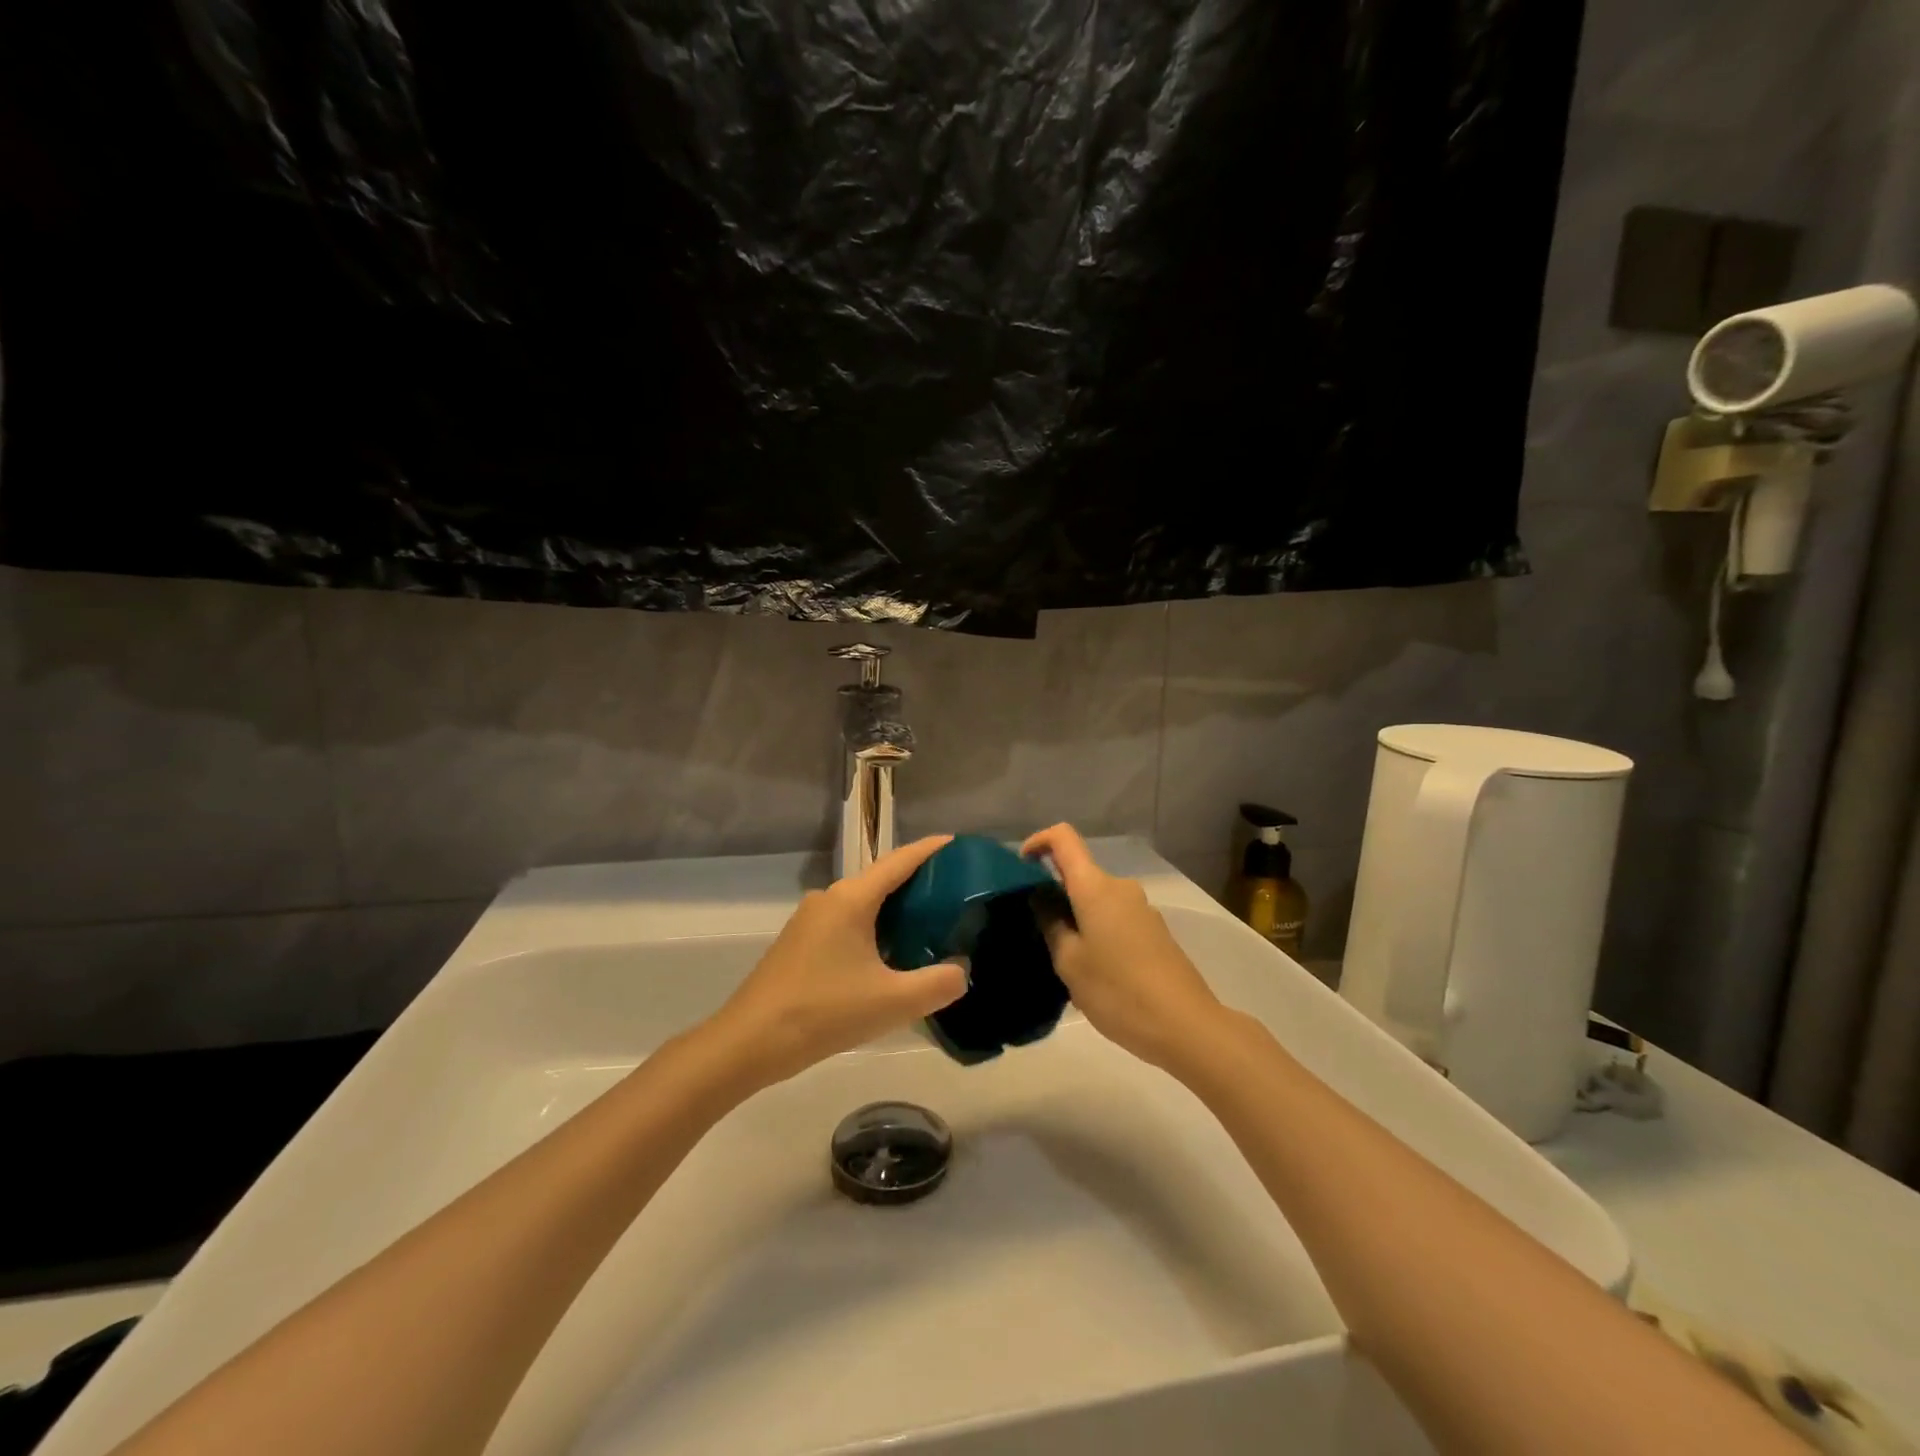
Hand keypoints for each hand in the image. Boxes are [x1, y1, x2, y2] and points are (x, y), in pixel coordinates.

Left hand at [705, 835, 969, 1088]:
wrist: (748, 1043)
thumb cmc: (823, 1012)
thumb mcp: (891, 1003)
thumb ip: (937, 984)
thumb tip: (962, 971)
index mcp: (851, 900)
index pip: (899, 861)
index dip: (930, 850)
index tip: (958, 844)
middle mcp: (830, 899)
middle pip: (882, 878)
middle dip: (918, 881)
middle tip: (956, 892)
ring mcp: (811, 920)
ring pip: (864, 902)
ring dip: (895, 908)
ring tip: (930, 923)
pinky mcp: (800, 942)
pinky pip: (848, 921)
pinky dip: (875, 926)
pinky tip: (890, 953)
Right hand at [1020, 823, 1226, 1072]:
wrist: (1186, 1026)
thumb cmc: (1118, 991)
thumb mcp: (1070, 962)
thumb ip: (1051, 924)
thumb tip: (1041, 898)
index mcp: (1096, 887)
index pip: (1063, 838)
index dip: (1038, 842)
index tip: (1021, 868)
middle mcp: (1120, 888)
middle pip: (1079, 874)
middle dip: (1054, 895)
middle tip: (1037, 935)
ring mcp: (1141, 909)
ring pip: (1096, 901)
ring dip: (1075, 919)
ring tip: (1065, 963)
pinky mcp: (1153, 931)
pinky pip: (1113, 918)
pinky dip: (1096, 933)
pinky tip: (1095, 974)